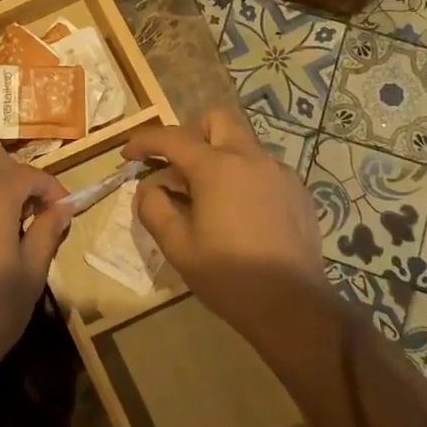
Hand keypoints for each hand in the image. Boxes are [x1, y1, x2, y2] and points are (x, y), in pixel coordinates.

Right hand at [123, 109, 326, 330]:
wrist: (292, 306)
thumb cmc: (228, 276)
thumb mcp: (177, 247)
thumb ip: (154, 208)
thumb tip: (149, 188)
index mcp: (217, 168)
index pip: (172, 138)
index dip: (144, 141)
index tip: (128, 155)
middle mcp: (251, 158)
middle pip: (217, 120)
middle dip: (191, 133)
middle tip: (177, 166)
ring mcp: (280, 172)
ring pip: (242, 144)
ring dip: (219, 156)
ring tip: (207, 196)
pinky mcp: (298, 190)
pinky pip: (263, 168)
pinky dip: (243, 176)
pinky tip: (239, 212)